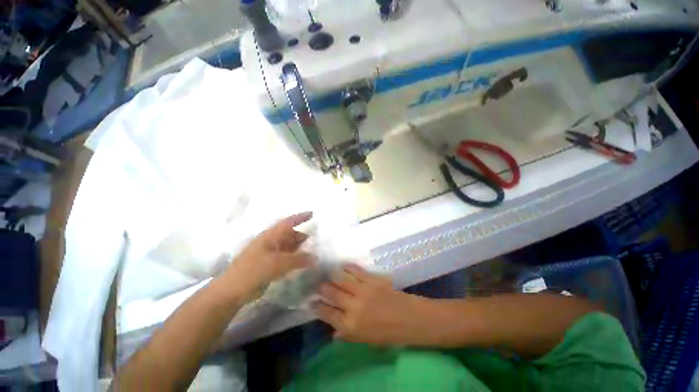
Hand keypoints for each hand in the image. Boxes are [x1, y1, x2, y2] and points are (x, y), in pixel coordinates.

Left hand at [225, 212, 314, 298]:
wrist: (232, 290)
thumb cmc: (254, 270)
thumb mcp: (278, 263)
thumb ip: (298, 259)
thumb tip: (316, 258)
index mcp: (270, 236)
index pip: (288, 222)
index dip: (300, 217)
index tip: (313, 214)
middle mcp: (270, 241)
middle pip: (290, 235)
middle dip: (302, 236)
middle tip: (316, 241)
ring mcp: (268, 253)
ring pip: (288, 246)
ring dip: (299, 248)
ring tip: (312, 253)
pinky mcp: (268, 264)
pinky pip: (285, 257)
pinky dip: (294, 258)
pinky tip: (301, 263)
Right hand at [314, 264, 426, 345]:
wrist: (407, 318)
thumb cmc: (387, 333)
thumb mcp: (365, 340)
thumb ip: (347, 335)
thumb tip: (332, 332)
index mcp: (350, 325)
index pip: (327, 314)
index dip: (317, 307)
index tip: (312, 302)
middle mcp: (353, 306)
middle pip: (332, 293)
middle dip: (322, 288)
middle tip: (318, 284)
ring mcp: (362, 290)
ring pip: (341, 279)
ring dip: (332, 276)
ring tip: (327, 273)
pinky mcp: (371, 279)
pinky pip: (356, 270)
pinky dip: (348, 267)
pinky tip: (343, 266)